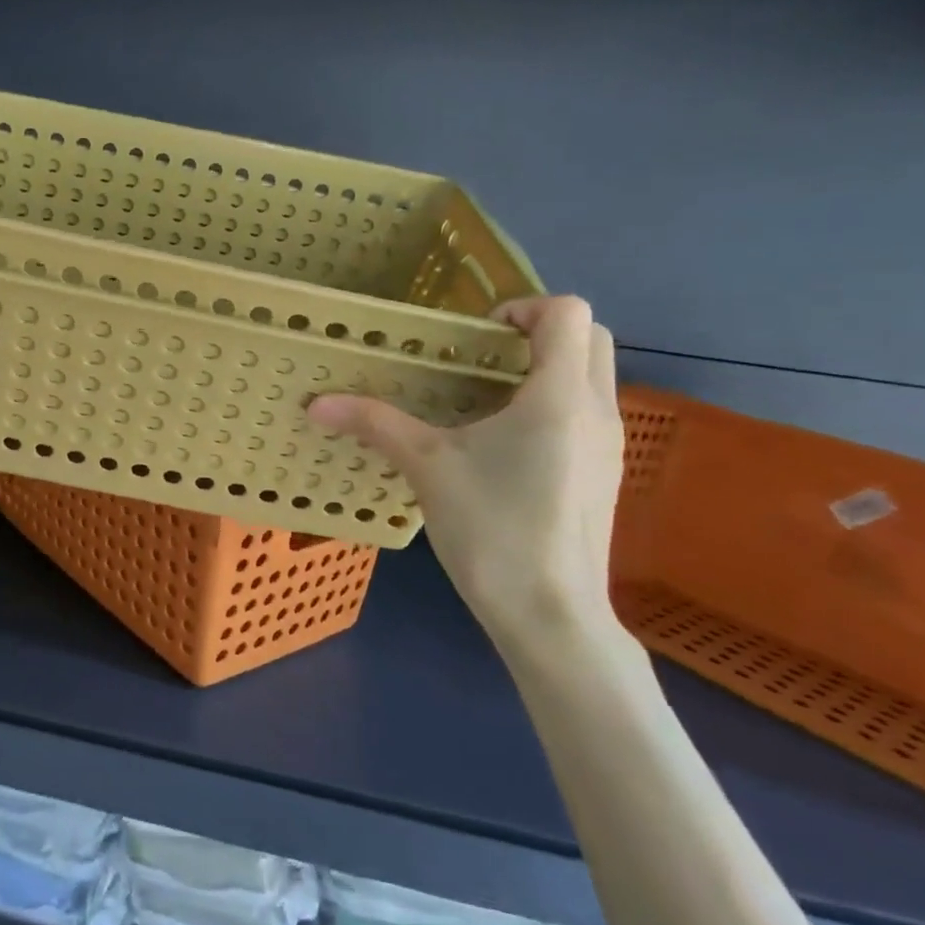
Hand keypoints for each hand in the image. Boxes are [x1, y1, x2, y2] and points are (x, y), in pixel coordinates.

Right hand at [307, 296, 626, 662]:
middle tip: (479, 358)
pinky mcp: (601, 474)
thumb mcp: (426, 467)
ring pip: (589, 377)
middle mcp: (596, 410)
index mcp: (559, 396)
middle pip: (588, 337)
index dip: (522, 308)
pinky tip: (500, 445)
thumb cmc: (493, 529)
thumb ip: (375, 423)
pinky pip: (584, 414)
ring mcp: (608, 445)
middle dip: (536, 332)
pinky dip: (550, 404)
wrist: (551, 617)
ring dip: (543, 369)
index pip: (567, 312)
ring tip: (482, 399)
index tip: (475, 337)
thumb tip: (316, 404)